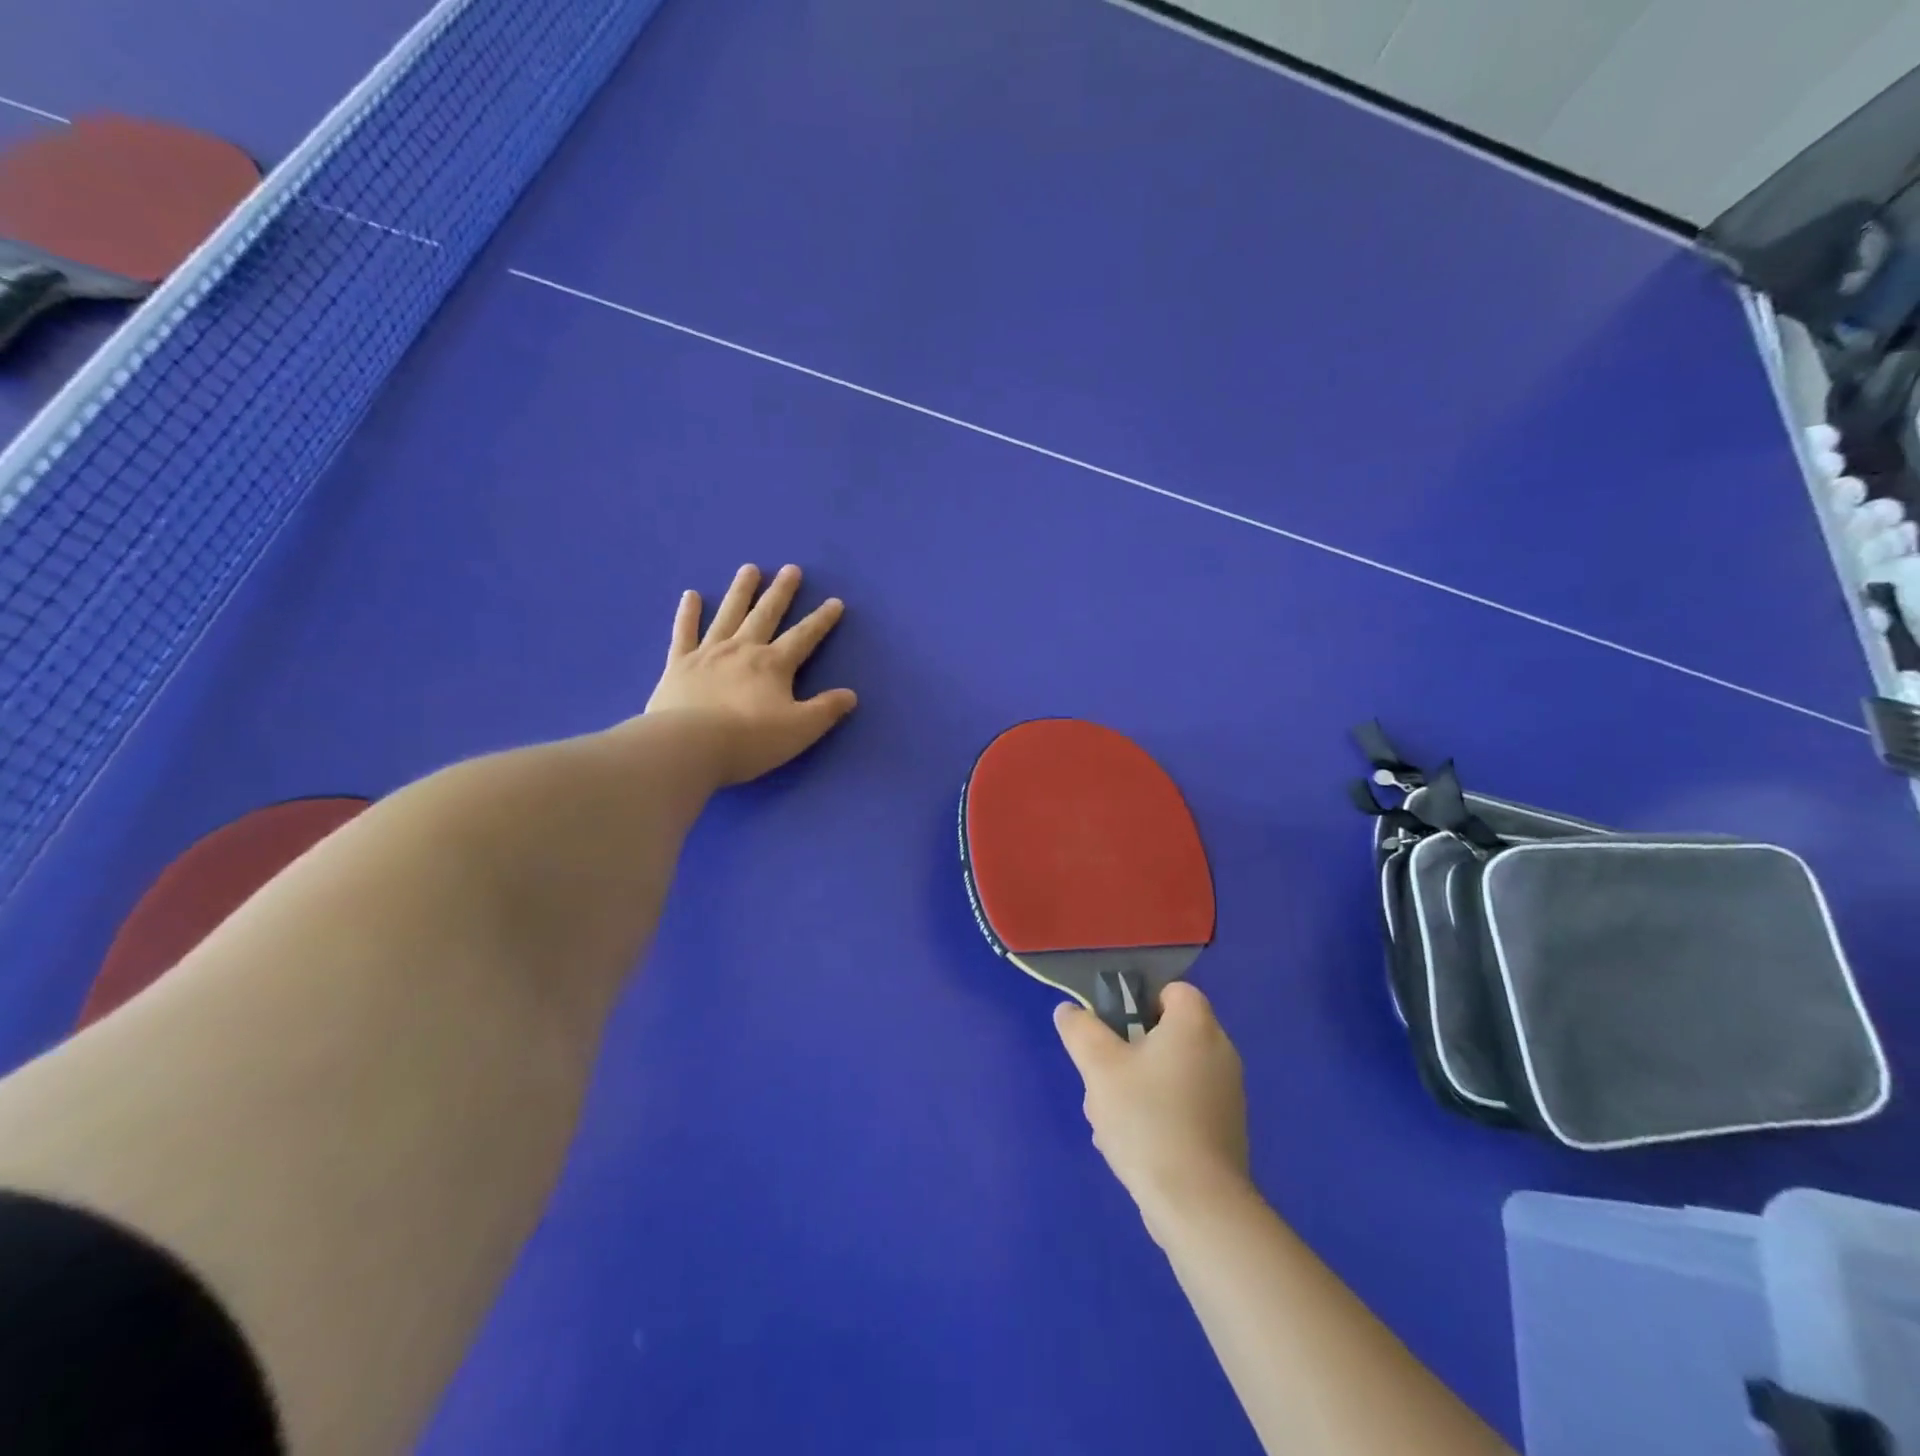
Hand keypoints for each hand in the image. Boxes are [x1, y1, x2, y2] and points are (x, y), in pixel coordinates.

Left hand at [645, 563, 857, 785]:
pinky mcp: (679, 664)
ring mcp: (708, 653)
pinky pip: (684, 632)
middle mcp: (743, 649)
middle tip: (792, 569)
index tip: (835, 602)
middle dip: (781, 592)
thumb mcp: (800, 729)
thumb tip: (850, 694)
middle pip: (766, 614)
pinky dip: (688, 614)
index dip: (821, 620)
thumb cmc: (750, 740)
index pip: (804, 636)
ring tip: (750, 569)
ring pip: (728, 614)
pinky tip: (690, 595)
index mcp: (774, 664)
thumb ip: (826, 709)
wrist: (690, 746)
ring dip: (741, 591)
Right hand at [1055, 982, 1250, 1234]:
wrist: (1197, 1204)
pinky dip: (1158, 1115)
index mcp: (1195, 1025)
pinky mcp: (1226, 1130)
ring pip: (1169, 1073)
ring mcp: (1227, 1094)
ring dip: (1137, 1088)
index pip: (1172, 991)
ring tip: (1112, 1121)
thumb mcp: (1098, 1066)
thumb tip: (1070, 1011)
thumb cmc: (1147, 1119)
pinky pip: (1183, 1105)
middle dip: (1129, 1053)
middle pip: (1165, 1034)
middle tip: (1104, 1079)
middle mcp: (1220, 1051)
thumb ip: (1080, 1030)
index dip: (1140, 1003)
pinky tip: (1134, 1145)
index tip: (1114, 1031)